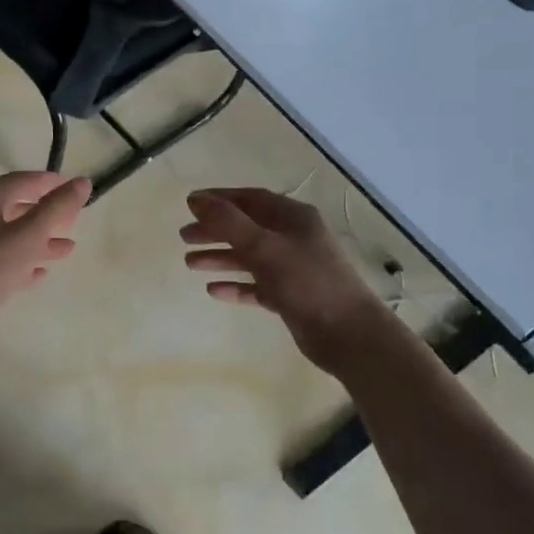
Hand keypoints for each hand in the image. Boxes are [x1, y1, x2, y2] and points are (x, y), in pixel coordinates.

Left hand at [0, 172, 91, 322]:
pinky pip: (3, 261)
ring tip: (68, 248)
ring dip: (40, 240)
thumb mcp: (29, 234)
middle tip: (73, 218)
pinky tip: (41, 272)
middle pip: (15, 207)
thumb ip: (57, 208)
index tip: (73, 187)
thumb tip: (83, 182)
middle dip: (45, 212)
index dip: (48, 182)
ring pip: (11, 237)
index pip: (20, 180)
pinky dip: (24, 261)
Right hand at [181, 189, 389, 368]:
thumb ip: (229, 223)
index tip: (190, 204)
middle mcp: (293, 238)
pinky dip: (236, 285)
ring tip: (190, 263)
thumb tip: (196, 200)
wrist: (350, 335)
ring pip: (250, 257)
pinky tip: (214, 291)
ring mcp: (293, 268)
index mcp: (293, 218)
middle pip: (247, 227)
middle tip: (184, 236)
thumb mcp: (265, 247)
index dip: (219, 199)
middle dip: (215, 230)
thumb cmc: (308, 282)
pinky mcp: (291, 296)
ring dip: (221, 257)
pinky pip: (257, 286)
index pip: (250, 199)